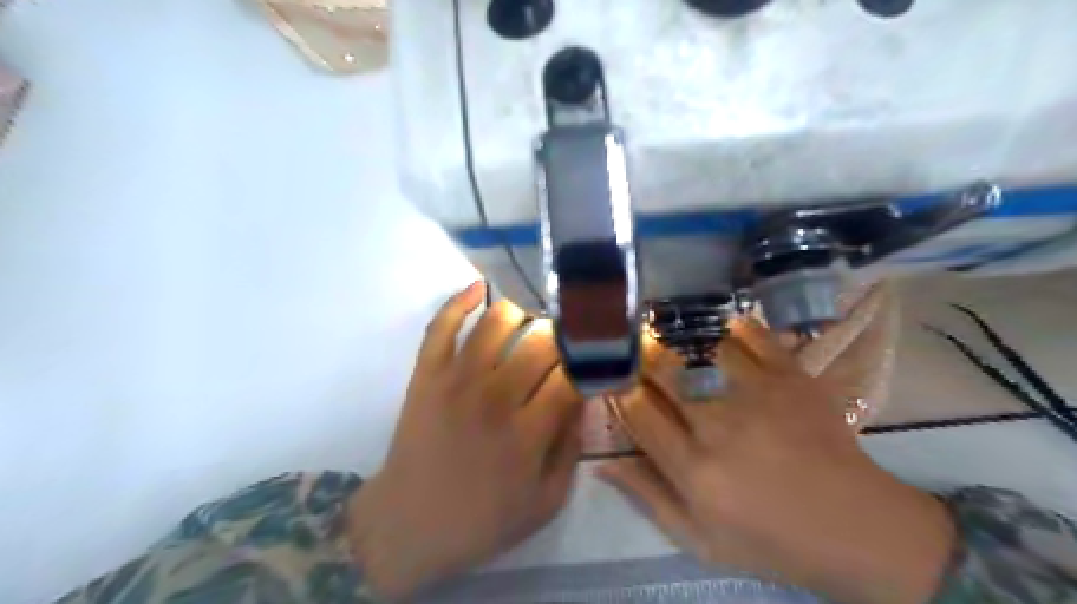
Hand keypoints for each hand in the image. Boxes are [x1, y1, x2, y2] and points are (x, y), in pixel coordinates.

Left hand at [347, 284, 585, 599]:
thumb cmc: (483, 519)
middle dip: (564, 335)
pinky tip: (479, 288)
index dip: (593, 360)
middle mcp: (495, 398)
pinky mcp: (426, 374)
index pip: (571, 376)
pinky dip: (460, 301)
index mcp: (528, 433)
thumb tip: (585, 397)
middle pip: (541, 342)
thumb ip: (571, 448)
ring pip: (497, 322)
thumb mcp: (546, 501)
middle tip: (569, 339)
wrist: (409, 524)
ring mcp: (456, 381)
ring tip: (531, 322)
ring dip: (522, 313)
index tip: (602, 355)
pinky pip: (442, 325)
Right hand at [602, 322, 954, 602]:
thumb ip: (648, 496)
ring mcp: (758, 395)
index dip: (618, 390)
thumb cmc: (769, 540)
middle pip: (662, 372)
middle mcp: (719, 425)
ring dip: (678, 340)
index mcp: (693, 469)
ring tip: (671, 339)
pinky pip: (751, 335)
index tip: (614, 383)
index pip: (636, 412)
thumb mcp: (698, 539)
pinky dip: (730, 328)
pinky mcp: (791, 377)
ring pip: (700, 347)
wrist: (855, 529)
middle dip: (640, 358)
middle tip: (636, 355)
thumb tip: (603, 461)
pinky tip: (719, 334)